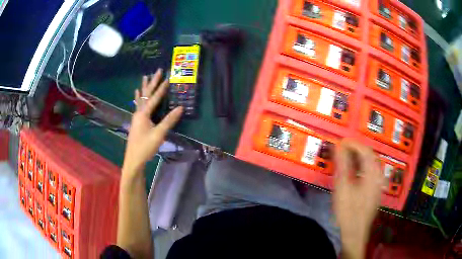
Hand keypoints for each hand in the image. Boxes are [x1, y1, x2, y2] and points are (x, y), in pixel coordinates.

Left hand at [122, 69, 182, 177]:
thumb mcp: (158, 134)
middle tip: (157, 71)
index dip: (162, 88)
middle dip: (152, 82)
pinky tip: (136, 94)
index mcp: (143, 114)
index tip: (168, 78)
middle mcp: (139, 112)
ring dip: (144, 87)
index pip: (154, 98)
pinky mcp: (136, 121)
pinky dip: (138, 97)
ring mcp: (136, 117)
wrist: (134, 159)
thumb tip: (180, 108)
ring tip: (145, 77)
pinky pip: (138, 105)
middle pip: (146, 94)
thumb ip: (169, 120)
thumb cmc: (145, 147)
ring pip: (141, 98)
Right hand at [333, 139, 382, 258]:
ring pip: (371, 165)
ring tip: (347, 160)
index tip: (340, 143)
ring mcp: (378, 185)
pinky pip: (371, 173)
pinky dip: (362, 168)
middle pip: (370, 156)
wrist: (354, 233)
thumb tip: (339, 146)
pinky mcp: (375, 192)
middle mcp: (378, 176)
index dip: (353, 144)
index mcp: (373, 174)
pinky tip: (354, 174)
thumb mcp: (343, 187)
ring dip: (359, 159)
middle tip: (343, 150)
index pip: (366, 150)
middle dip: (357, 150)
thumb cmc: (348, 211)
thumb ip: (342, 165)